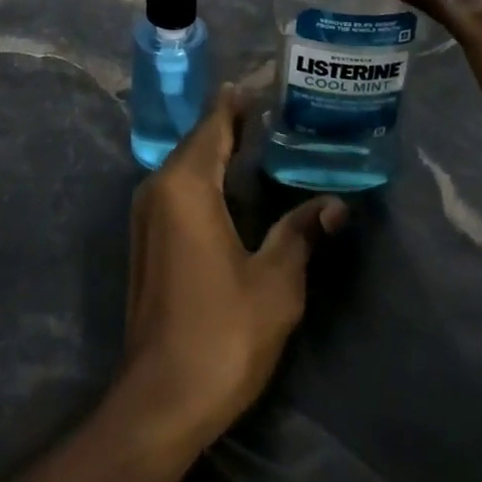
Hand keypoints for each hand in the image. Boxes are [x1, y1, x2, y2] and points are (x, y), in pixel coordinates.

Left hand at [121, 86, 347, 446]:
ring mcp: (146, 212)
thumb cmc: (221, 333)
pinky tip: (230, 186)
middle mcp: (159, 186)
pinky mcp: (146, 237)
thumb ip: (301, 234)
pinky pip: (176, 187)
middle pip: (197, 141)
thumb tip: (336, 205)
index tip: (261, 83)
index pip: (213, 125)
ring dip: (216, 150)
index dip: (236, 102)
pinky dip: (203, 175)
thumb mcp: (275, 283)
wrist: (160, 398)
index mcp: (187, 184)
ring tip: (256, 139)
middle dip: (229, 123)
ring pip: (185, 164)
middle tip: (270, 110)